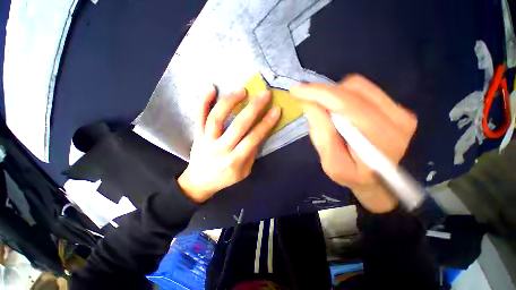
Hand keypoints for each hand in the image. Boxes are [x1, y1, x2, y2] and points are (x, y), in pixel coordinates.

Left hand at [178, 86, 280, 202]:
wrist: (199, 182)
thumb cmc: (225, 178)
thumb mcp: (244, 172)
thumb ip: (251, 153)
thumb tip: (258, 132)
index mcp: (234, 161)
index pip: (253, 138)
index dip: (266, 123)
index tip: (276, 110)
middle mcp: (220, 149)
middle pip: (238, 125)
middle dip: (253, 108)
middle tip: (264, 94)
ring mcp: (206, 140)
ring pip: (216, 118)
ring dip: (230, 102)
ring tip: (242, 90)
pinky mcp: (196, 135)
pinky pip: (198, 116)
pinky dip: (203, 101)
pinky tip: (211, 88)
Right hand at [290, 75, 416, 212]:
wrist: (381, 181)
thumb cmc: (354, 176)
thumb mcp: (332, 164)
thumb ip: (322, 135)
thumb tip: (310, 105)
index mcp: (380, 139)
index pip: (347, 104)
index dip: (319, 93)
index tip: (296, 90)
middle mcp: (397, 119)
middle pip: (352, 89)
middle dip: (323, 93)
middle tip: (308, 102)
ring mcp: (400, 110)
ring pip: (358, 86)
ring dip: (333, 95)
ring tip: (325, 111)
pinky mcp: (397, 107)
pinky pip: (364, 89)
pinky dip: (343, 95)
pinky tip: (338, 110)